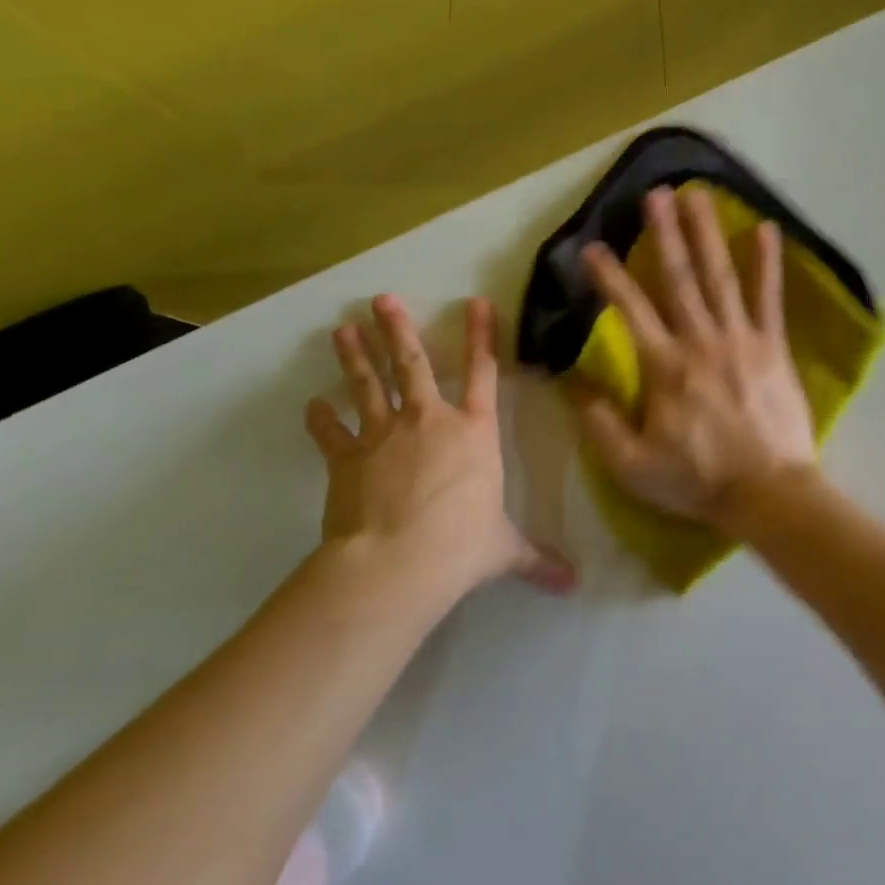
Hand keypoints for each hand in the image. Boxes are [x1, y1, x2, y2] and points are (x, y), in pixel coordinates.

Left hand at [305, 295, 573, 593]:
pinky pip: (331, 433)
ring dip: (355, 357)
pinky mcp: (347, 459)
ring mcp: (384, 435)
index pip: (484, 373)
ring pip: (369, 385)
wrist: (398, 562)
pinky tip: (311, 406)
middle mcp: (430, 421)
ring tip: (342, 330)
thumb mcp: (504, 549)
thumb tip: (573, 584)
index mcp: (475, 433)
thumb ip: (536, 559)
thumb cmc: (462, 545)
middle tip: (381, 300)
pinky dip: (321, 420)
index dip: (481, 336)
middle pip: (413, 364)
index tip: (475, 302)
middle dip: (397, 329)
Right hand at [576, 186, 818, 531]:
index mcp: (664, 367)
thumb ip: (600, 423)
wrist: (768, 493)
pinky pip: (769, 299)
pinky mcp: (773, 348)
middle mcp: (700, 341)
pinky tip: (766, 230)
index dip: (608, 277)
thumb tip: (574, 385)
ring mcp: (741, 339)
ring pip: (720, 277)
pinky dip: (767, 264)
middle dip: (663, 234)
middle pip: (678, 279)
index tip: (592, 247)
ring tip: (698, 196)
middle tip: (655, 193)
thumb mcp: (632, 466)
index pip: (630, 310)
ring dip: (707, 234)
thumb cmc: (698, 480)